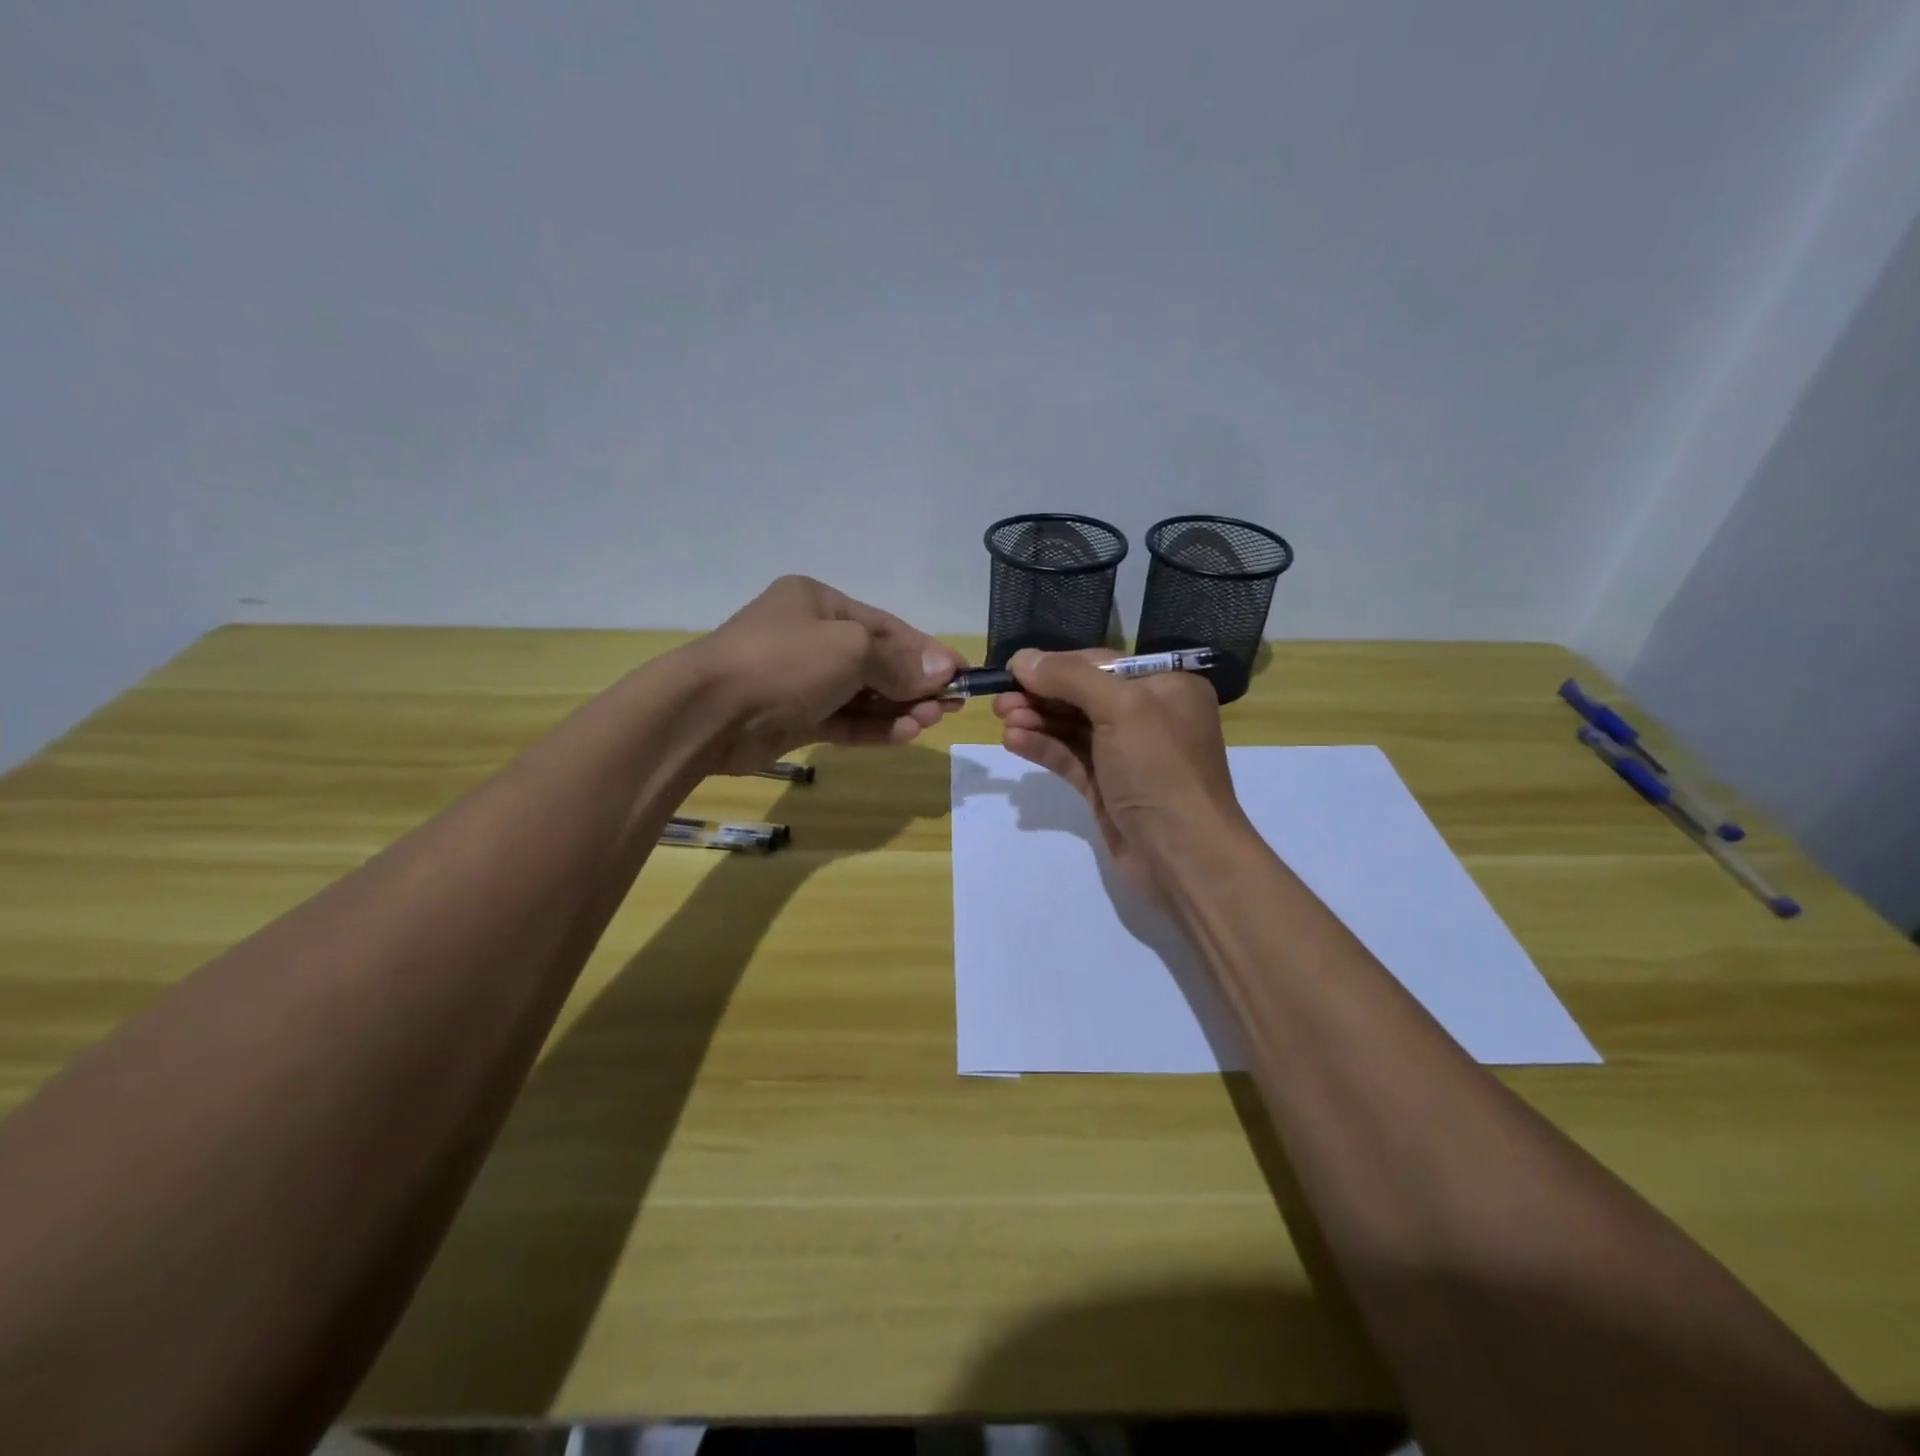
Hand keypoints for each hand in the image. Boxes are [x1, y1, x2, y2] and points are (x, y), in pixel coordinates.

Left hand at [686, 576, 966, 773]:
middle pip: (876, 661)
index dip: (926, 650)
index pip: (886, 626)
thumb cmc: (783, 662)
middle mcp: (810, 637)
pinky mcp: (795, 718)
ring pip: (862, 694)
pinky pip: (844, 720)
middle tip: (951, 705)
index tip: (962, 672)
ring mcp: (801, 680)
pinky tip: (905, 734)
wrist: (708, 713)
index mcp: (819, 603)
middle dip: (914, 683)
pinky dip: (873, 727)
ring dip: (898, 708)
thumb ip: (898, 662)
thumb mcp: (850, 649)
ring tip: (931, 721)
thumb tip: (943, 670)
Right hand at [992, 648, 1246, 900]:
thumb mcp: (1122, 708)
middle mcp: (1148, 715)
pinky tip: (1014, 742)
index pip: (1101, 665)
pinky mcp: (1107, 787)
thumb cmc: (1160, 769)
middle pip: (1083, 695)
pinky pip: (1070, 757)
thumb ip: (1070, 678)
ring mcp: (1126, 754)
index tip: (1012, 668)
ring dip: (1037, 720)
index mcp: (1166, 686)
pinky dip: (1043, 747)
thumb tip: (1023, 659)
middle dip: (1041, 694)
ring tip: (1002, 719)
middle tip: (999, 699)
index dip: (1055, 665)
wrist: (1182, 856)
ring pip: (1073, 727)